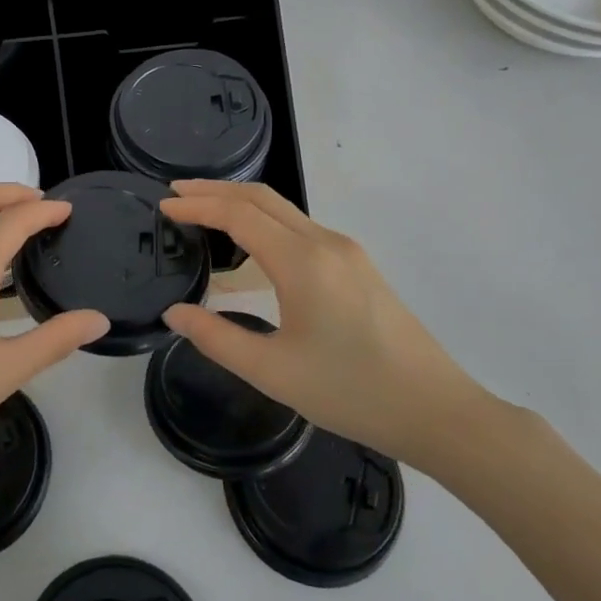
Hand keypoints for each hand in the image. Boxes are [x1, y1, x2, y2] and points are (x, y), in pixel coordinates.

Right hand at [160, 180, 483, 471]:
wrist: (437, 411)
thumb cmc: (351, 392)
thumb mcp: (273, 372)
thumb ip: (216, 338)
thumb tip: (174, 313)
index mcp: (302, 262)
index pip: (239, 214)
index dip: (198, 205)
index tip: (164, 205)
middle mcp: (325, 243)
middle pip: (262, 198)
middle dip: (215, 190)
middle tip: (176, 192)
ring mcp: (345, 251)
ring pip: (283, 210)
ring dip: (240, 204)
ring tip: (203, 213)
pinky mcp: (356, 266)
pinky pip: (299, 229)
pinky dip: (264, 223)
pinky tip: (248, 249)